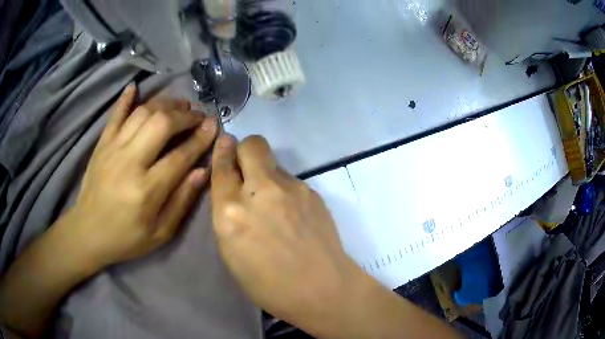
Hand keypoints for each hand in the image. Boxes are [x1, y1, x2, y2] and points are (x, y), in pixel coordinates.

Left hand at [65, 84, 217, 269]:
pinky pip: (115, 114)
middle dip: (184, 115)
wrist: (88, 233)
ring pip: (142, 113)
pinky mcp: (101, 144)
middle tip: (197, 115)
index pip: (180, 155)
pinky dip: (126, 99)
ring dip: (164, 104)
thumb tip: (202, 170)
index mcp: (146, 190)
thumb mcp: (160, 233)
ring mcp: (112, 149)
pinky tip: (136, 87)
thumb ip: (182, 201)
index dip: (200, 138)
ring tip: (178, 105)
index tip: (213, 125)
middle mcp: (129, 162)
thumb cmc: (126, 238)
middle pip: (161, 124)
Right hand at [210, 135, 364, 327]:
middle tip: (246, 168)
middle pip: (252, 145)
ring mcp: (291, 188)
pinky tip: (293, 214)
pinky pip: (292, 180)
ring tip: (275, 205)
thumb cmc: (268, 284)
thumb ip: (228, 215)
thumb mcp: (231, 253)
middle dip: (245, 149)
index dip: (221, 152)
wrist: (322, 289)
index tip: (224, 143)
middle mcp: (260, 191)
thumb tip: (233, 190)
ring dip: (267, 175)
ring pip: (274, 163)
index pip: (222, 167)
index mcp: (231, 212)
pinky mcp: (313, 192)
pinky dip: (285, 190)